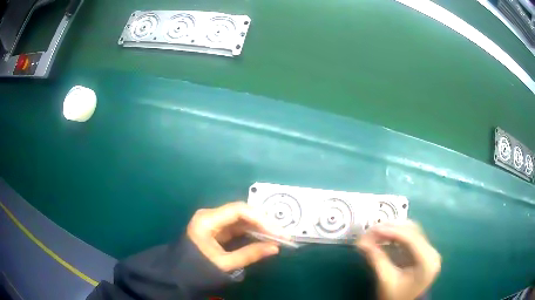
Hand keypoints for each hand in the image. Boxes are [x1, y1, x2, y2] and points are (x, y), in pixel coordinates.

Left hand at [187, 201, 283, 271]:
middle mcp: (210, 215)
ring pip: (241, 220)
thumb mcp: (224, 264)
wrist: (178, 275)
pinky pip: (237, 228)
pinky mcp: (217, 230)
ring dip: (259, 227)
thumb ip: (250, 254)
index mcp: (207, 220)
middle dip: (263, 223)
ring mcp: (213, 222)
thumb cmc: (198, 269)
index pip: (239, 211)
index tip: (278, 232)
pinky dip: (251, 233)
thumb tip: (275, 247)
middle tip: (282, 234)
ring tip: (277, 236)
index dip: (261, 219)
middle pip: (241, 213)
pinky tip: (264, 238)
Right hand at [356, 221, 440, 299]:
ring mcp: (429, 252)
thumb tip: (361, 242)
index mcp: (428, 261)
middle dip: (391, 229)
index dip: (392, 231)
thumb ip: (376, 258)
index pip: (412, 239)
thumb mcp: (385, 279)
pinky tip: (385, 237)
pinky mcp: (423, 252)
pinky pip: (410, 238)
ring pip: (412, 232)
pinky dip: (397, 236)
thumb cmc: (394, 296)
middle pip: (413, 232)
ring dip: (394, 230)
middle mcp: (432, 253)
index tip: (373, 228)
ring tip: (376, 232)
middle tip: (372, 229)